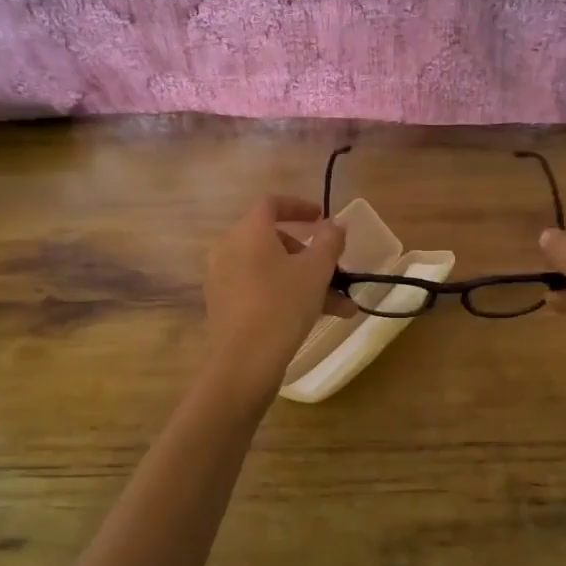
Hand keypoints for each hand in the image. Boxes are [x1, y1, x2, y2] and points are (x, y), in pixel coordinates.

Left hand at [203, 196, 346, 396]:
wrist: (244, 362)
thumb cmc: (282, 305)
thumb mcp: (316, 270)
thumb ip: (330, 241)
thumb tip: (336, 224)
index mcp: (248, 232)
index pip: (272, 204)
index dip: (299, 206)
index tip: (322, 219)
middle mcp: (229, 249)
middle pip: (274, 240)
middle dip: (310, 255)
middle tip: (335, 271)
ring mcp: (223, 279)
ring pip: (272, 270)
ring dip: (307, 282)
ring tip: (342, 307)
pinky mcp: (223, 306)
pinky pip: (260, 290)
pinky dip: (286, 295)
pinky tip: (317, 318)